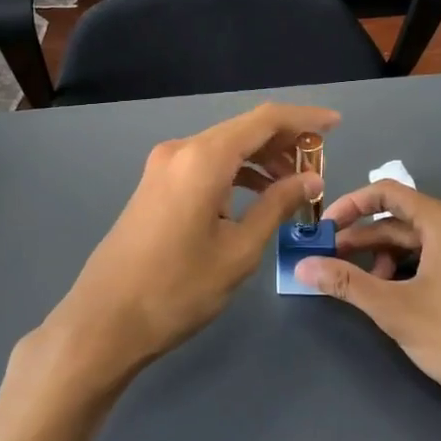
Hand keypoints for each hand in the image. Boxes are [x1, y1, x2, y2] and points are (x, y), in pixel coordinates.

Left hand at [43, 103, 337, 385]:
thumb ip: (277, 206)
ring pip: (224, 148)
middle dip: (285, 143)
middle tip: (319, 167)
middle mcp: (181, 150)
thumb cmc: (178, 289)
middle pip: (243, 131)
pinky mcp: (156, 185)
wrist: (105, 320)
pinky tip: (256, 196)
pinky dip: (235, 174)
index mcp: (203, 158)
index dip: (304, 119)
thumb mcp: (239, 250)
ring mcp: (163, 167)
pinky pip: (205, 166)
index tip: (336, 125)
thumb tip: (309, 180)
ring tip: (295, 185)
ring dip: (260, 160)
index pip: (265, 120)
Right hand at [295, 181, 440, 421]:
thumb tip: (302, 266)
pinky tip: (401, 296)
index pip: (387, 193)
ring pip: (422, 240)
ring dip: (388, 257)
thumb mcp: (396, 310)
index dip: (349, 206)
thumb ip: (346, 283)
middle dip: (365, 240)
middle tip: (332, 263)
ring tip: (367, 288)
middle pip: (403, 218)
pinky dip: (414, 268)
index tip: (323, 229)